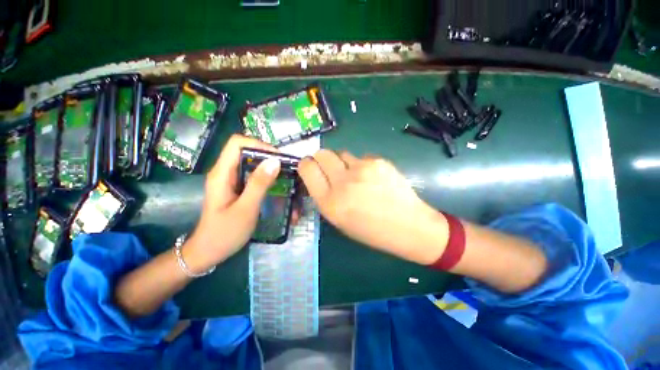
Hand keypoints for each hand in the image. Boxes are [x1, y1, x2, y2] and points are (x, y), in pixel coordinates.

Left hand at [183, 135, 280, 272]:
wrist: (208, 251)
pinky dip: (265, 176)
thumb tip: (275, 161)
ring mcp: (230, 180)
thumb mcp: (245, 209)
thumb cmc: (224, 233)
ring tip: (284, 175)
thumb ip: (259, 184)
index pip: (237, 143)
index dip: (259, 145)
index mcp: (222, 173)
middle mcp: (225, 172)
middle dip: (267, 155)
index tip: (278, 158)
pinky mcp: (235, 188)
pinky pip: (252, 174)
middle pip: (245, 151)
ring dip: (268, 166)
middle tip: (286, 167)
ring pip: (250, 162)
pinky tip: (275, 185)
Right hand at [298, 150, 448, 264]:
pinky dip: (362, 165)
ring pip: (342, 153)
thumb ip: (325, 197)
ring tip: (356, 176)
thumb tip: (320, 176)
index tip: (311, 167)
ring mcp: (361, 169)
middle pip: (322, 153)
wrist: (408, 226)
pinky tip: (374, 178)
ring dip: (343, 163)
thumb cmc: (371, 230)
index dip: (307, 164)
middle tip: (330, 168)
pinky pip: (361, 158)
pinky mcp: (378, 162)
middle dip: (321, 158)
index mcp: (329, 202)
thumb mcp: (339, 220)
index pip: (307, 168)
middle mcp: (342, 183)